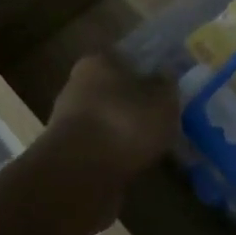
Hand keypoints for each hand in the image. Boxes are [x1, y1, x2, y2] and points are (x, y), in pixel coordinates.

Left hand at [47, 53, 179, 183]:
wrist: (80, 176)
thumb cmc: (124, 125)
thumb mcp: (162, 102)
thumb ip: (167, 87)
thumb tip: (166, 77)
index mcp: (98, 62)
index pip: (128, 58)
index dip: (151, 70)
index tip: (169, 86)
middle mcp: (77, 85)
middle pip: (115, 89)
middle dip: (137, 101)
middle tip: (164, 115)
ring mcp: (68, 120)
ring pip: (108, 118)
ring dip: (126, 129)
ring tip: (154, 142)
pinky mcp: (67, 152)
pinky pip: (100, 145)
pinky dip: (116, 151)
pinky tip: (137, 161)